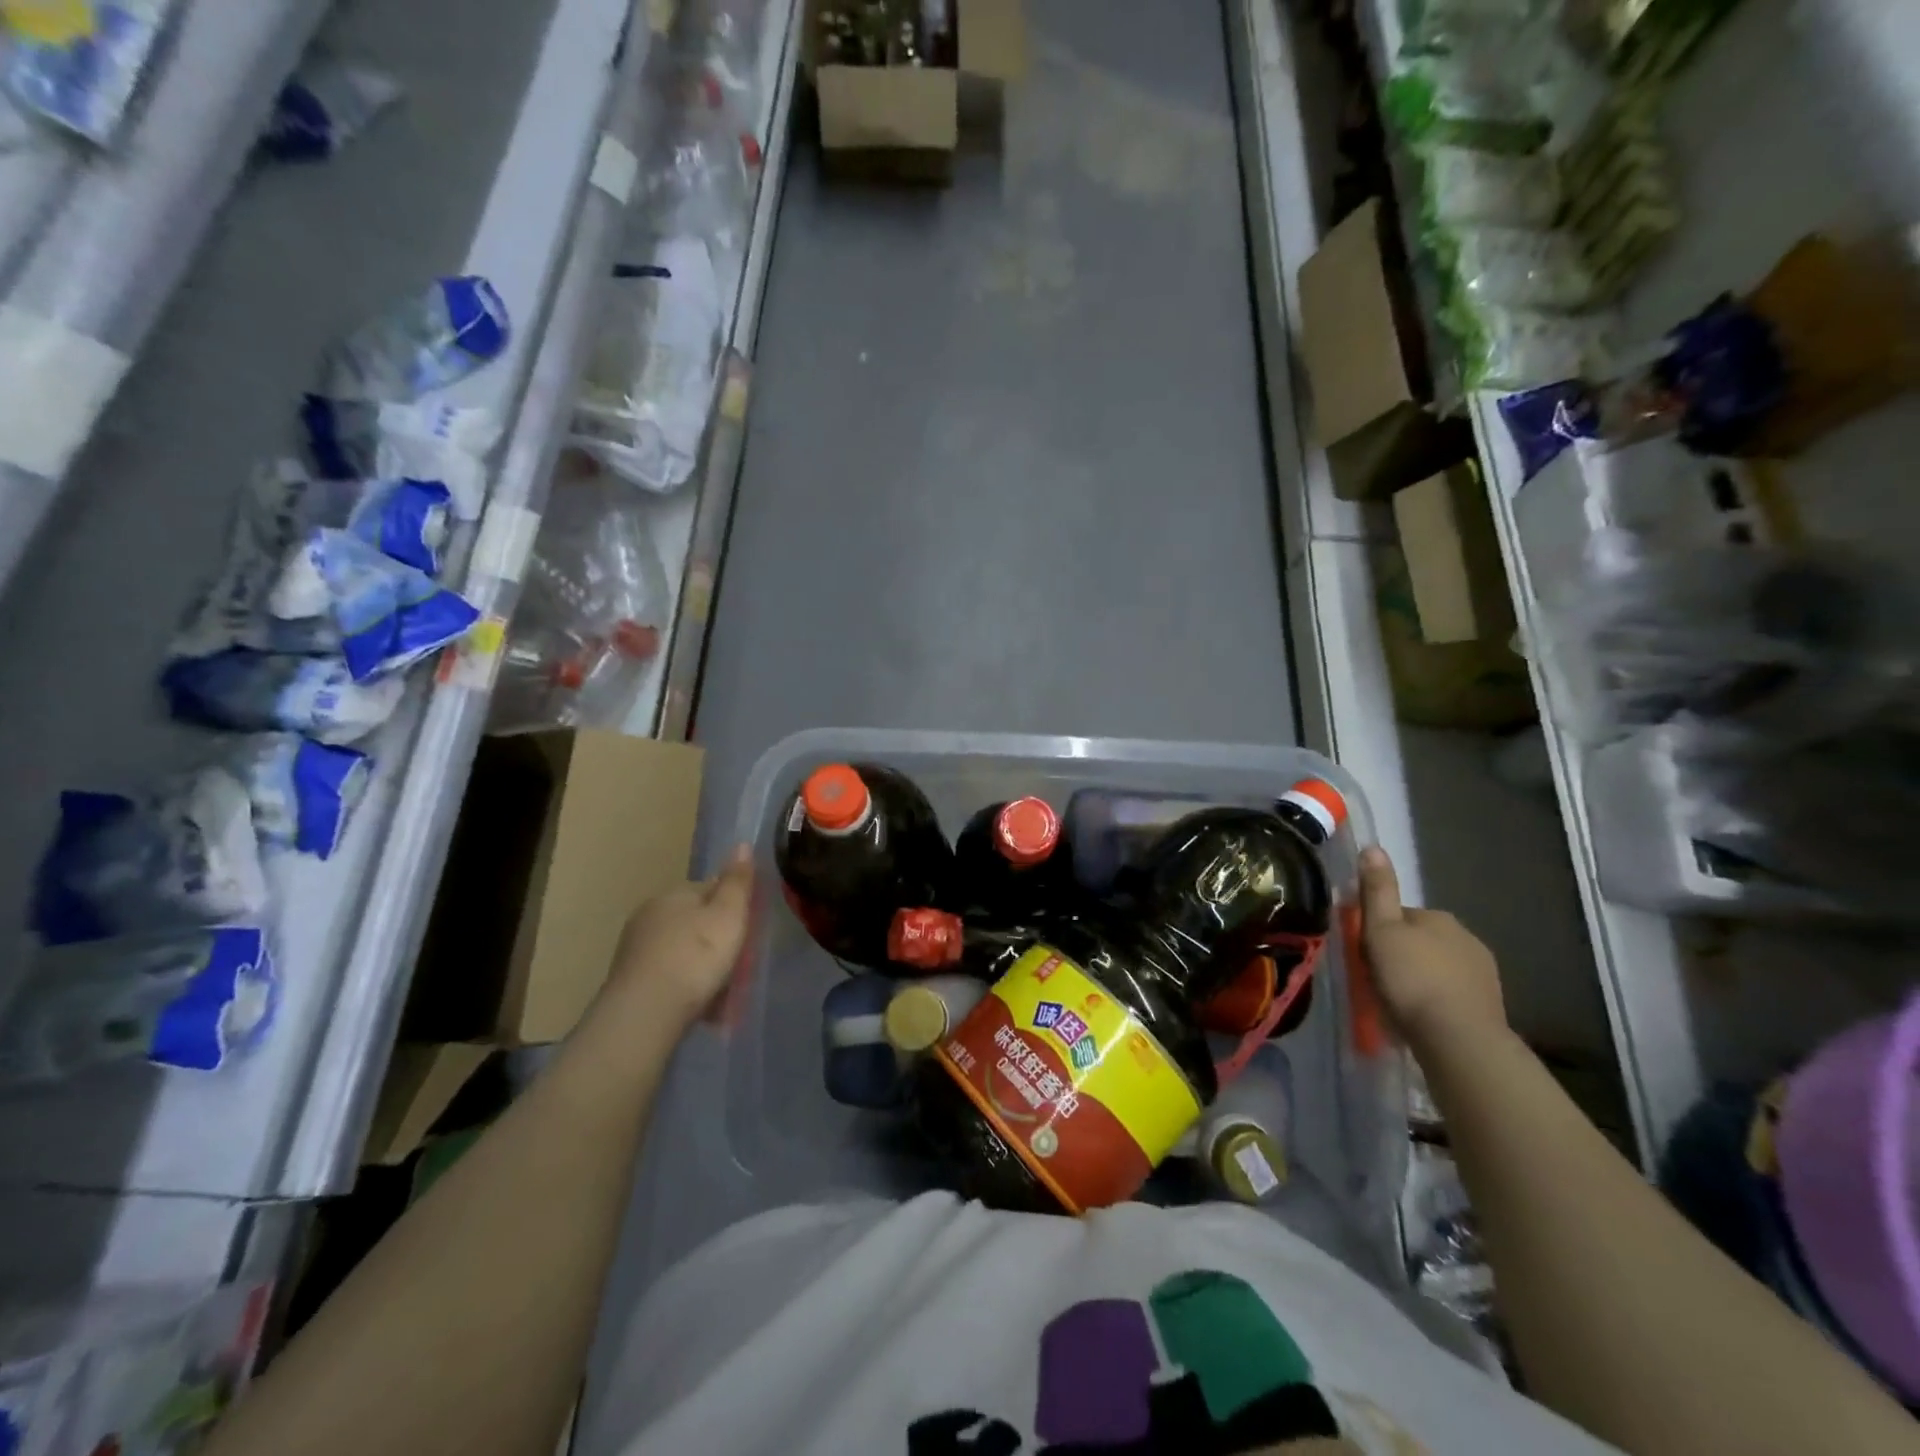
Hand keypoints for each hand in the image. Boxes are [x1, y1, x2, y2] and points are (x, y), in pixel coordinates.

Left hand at [601, 845, 753, 1030]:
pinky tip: (699, 1008)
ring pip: (681, 951)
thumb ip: (737, 882)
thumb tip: (743, 844)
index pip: (709, 889)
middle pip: (695, 921)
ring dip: (701, 967)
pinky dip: (685, 987)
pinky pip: (668, 977)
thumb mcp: (729, 915)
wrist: (645, 1014)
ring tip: (722, 995)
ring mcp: (635, 950)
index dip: (732, 907)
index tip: (748, 930)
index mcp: (673, 894)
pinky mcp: (629, 982)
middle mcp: (649, 915)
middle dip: (716, 940)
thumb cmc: (695, 957)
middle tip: (738, 965)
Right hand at [1358, 846, 1507, 1054]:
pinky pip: (1453, 993)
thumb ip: (1377, 890)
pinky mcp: (1490, 1004)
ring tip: (1399, 1002)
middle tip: (1377, 979)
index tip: (1364, 952)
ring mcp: (1483, 972)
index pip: (1399, 915)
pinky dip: (1437, 999)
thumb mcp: (1380, 930)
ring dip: (1420, 977)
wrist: (1458, 1038)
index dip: (1378, 931)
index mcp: (1438, 917)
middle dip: (1402, 954)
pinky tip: (1423, 1016)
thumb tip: (1373, 846)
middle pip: (1420, 940)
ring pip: (1438, 966)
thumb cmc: (1410, 979)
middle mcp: (1466, 937)